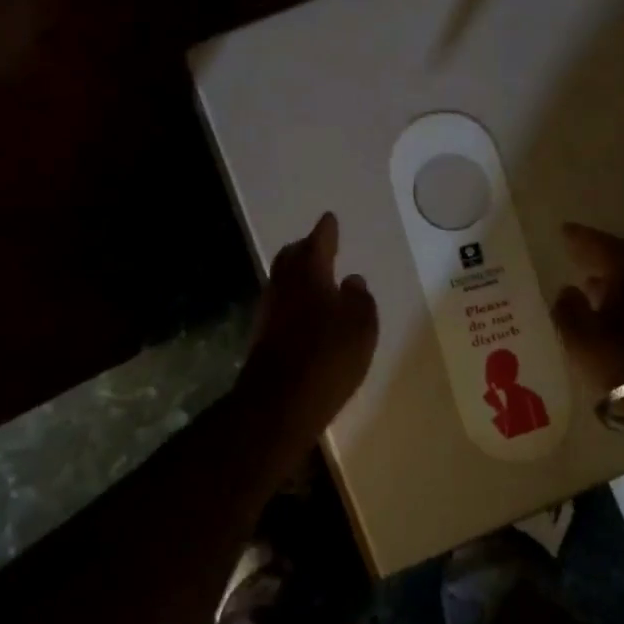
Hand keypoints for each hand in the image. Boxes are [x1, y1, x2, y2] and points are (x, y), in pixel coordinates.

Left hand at [236, 212, 378, 443]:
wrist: (277, 405)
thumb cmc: (327, 358)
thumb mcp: (361, 327)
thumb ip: (360, 299)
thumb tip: (353, 280)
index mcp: (310, 273)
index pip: (318, 242)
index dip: (326, 231)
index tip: (330, 219)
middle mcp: (285, 285)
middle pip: (291, 257)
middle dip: (304, 248)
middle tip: (317, 245)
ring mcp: (269, 311)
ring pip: (282, 280)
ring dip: (296, 274)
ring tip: (313, 276)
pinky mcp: (262, 337)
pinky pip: (280, 304)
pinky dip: (292, 299)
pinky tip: (304, 312)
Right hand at [550, 222, 623, 391]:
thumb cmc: (622, 358)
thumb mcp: (580, 336)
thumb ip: (568, 307)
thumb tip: (567, 290)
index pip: (597, 242)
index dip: (578, 237)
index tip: (564, 231)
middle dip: (602, 252)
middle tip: (582, 253)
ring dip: (619, 273)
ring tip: (597, 282)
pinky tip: (620, 305)